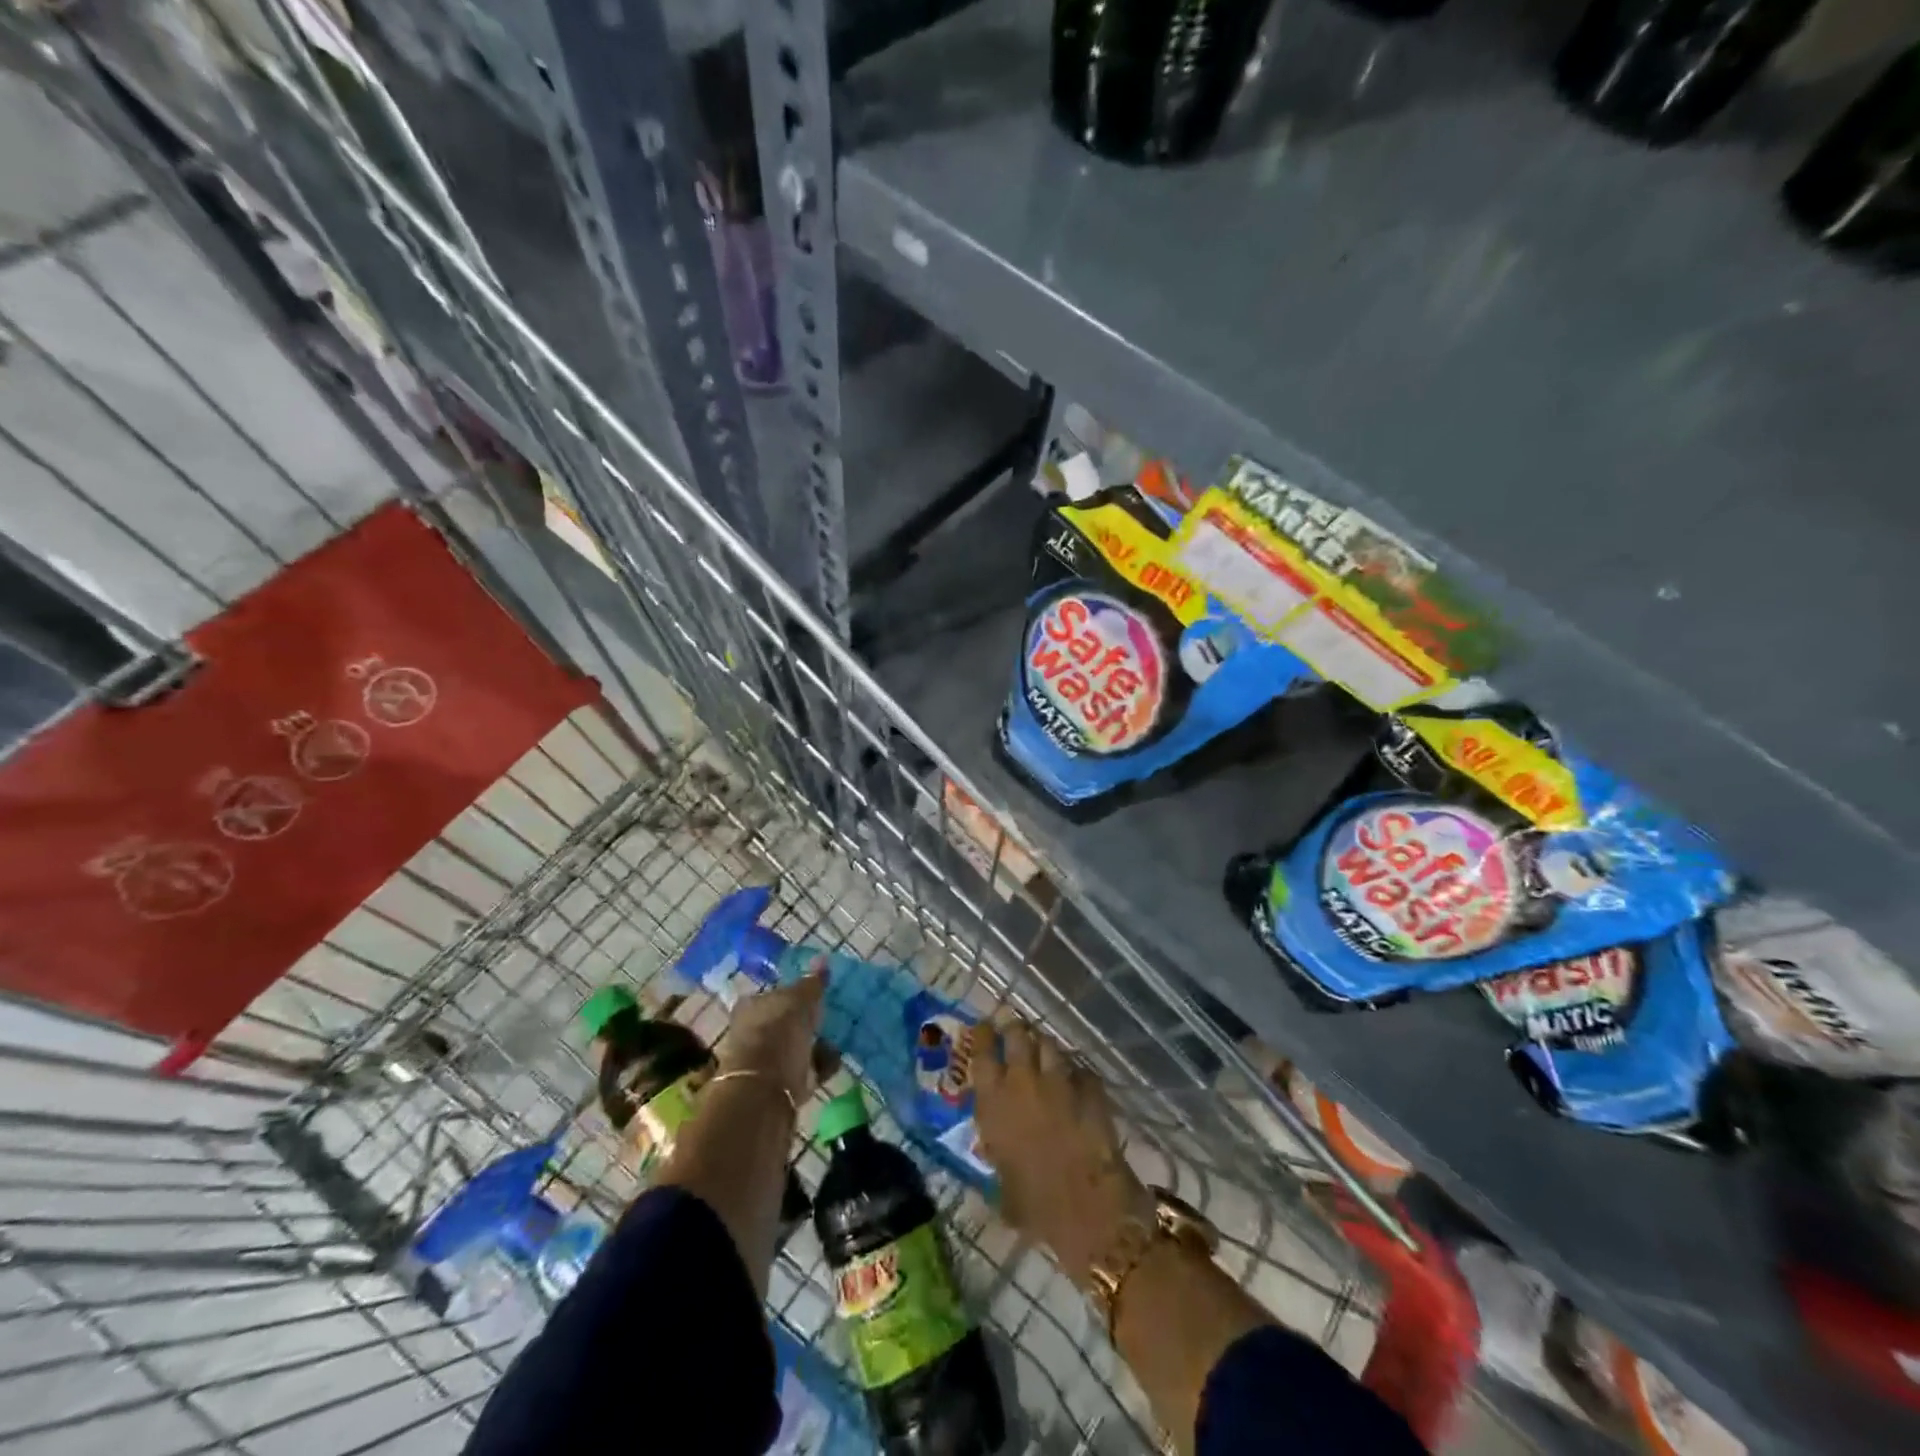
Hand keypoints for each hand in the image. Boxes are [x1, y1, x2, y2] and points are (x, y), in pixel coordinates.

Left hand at [717, 962, 826, 1105]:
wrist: (766, 1089)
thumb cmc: (779, 1032)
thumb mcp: (800, 1000)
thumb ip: (812, 982)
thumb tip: (821, 959)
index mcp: (751, 1006)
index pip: (773, 994)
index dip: (794, 993)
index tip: (817, 994)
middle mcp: (754, 1032)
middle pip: (784, 1021)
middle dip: (806, 1021)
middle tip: (830, 1015)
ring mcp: (766, 1060)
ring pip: (796, 1046)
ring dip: (816, 1043)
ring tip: (839, 1036)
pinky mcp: (781, 1084)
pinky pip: (806, 1068)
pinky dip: (821, 1063)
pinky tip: (837, 1058)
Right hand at [970, 1017, 1148, 1287]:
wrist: (1088, 1209)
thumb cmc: (1036, 1207)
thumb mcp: (1003, 1183)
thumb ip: (997, 1154)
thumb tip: (996, 1149)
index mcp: (994, 1103)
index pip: (982, 1053)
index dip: (982, 1035)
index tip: (983, 1027)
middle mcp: (1022, 1081)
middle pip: (1016, 1034)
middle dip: (1014, 1028)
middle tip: (1013, 1027)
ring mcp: (1059, 1081)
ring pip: (1049, 1044)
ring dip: (1044, 1045)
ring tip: (1043, 1049)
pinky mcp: (1090, 1088)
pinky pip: (1079, 1069)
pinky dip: (1075, 1071)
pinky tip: (1076, 1079)